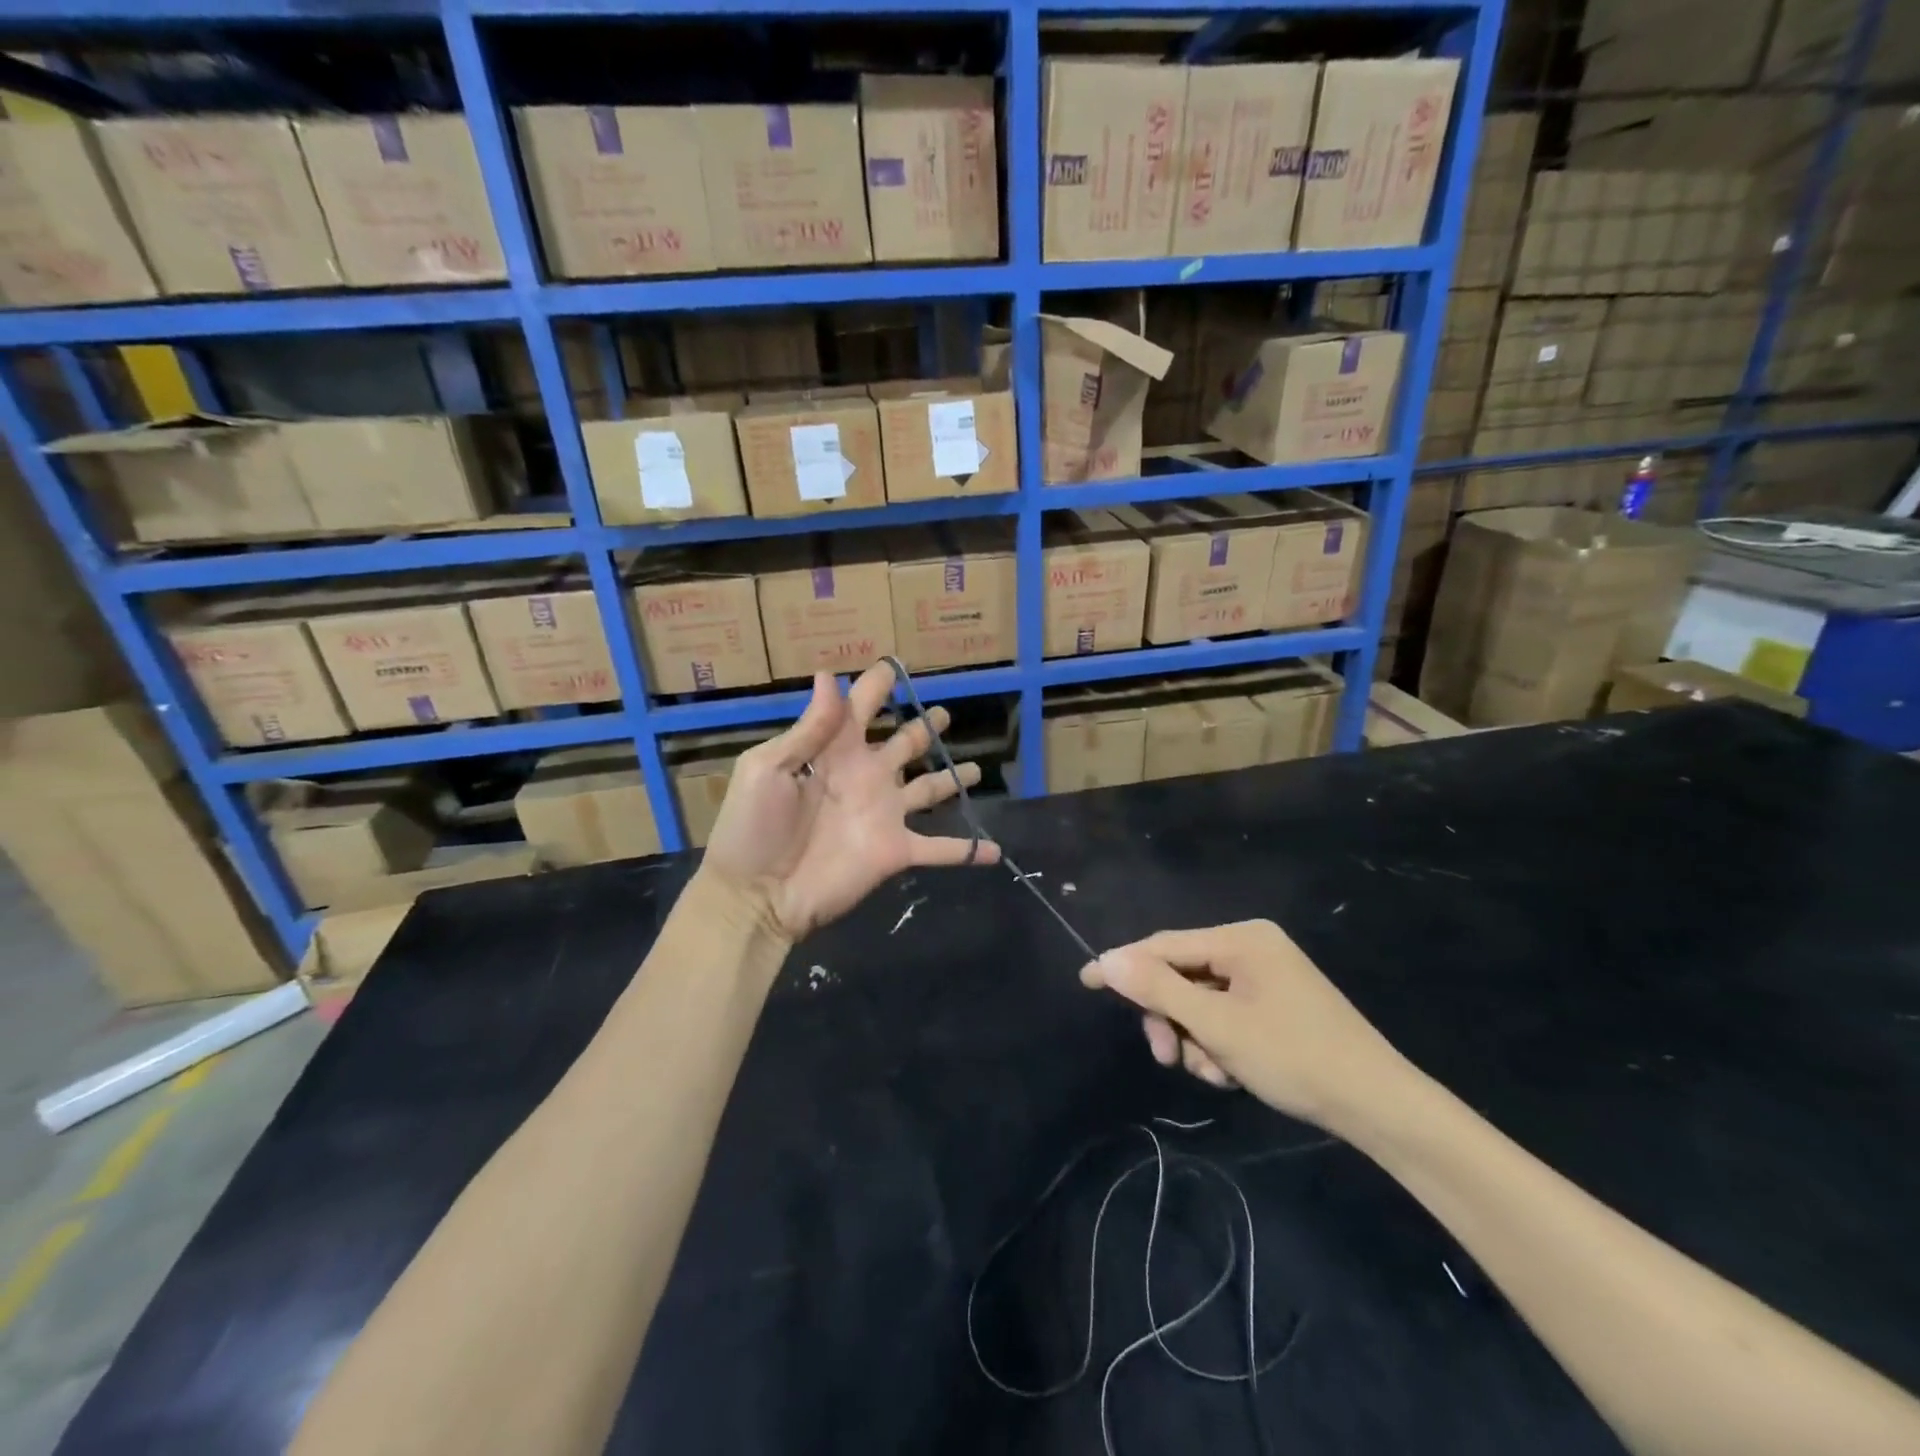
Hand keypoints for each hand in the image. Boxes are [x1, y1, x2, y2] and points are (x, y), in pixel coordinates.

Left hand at [702, 663, 1000, 940]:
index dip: (876, 685)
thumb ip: (808, 729)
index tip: (894, 665)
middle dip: (925, 727)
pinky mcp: (896, 850)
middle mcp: (867, 776)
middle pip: (905, 744)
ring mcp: (885, 814)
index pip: (860, 708)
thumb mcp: (768, 769)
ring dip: (953, 779)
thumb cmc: (753, 827)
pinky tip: (995, 849)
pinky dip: (969, 850)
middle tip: (946, 714)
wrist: (756, 896)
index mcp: (834, 751)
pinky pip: (940, 849)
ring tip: (978, 768)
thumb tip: (828, 676)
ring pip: (930, 790)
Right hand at [1080, 920, 1410, 1131]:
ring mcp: (1267, 976)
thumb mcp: (1217, 1025)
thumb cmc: (1294, 1056)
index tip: (1085, 980)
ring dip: (1195, 1038)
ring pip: (1202, 1000)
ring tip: (1212, 1073)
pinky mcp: (1276, 1004)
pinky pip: (1226, 1014)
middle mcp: (1252, 947)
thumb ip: (1158, 989)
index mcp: (1242, 938)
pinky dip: (1218, 1043)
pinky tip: (1231, 1073)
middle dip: (1170, 1017)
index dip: (1123, 964)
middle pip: (1182, 974)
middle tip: (1165, 1057)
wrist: (1379, 1106)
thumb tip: (1105, 961)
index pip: (1165, 945)